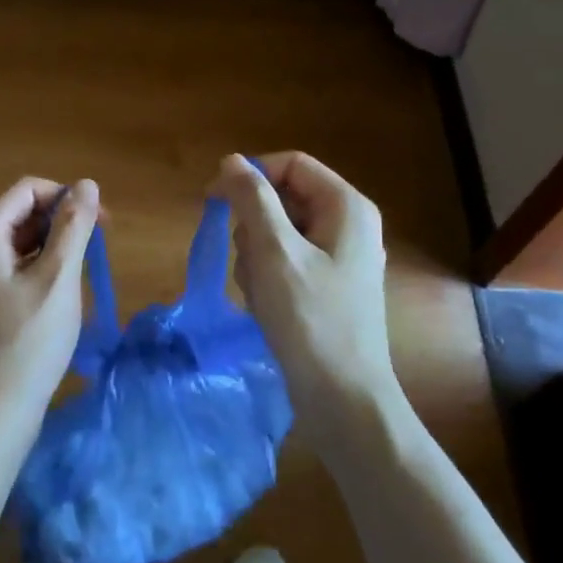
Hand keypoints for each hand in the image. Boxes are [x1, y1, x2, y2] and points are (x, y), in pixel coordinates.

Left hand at [0, 176, 99, 434]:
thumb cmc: (28, 342)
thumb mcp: (58, 279)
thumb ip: (73, 228)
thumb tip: (87, 183)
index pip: (27, 190)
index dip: (65, 197)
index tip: (99, 222)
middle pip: (22, 215)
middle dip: (62, 223)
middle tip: (97, 248)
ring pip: (21, 245)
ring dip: (55, 248)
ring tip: (83, 274)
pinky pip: (16, 271)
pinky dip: (42, 271)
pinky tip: (63, 297)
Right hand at [212, 152, 404, 446]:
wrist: (343, 401)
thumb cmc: (309, 320)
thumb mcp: (274, 252)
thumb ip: (251, 199)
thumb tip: (231, 161)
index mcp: (346, 207)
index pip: (290, 164)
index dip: (250, 175)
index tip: (213, 199)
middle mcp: (348, 224)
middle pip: (283, 198)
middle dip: (253, 226)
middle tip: (248, 261)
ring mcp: (340, 257)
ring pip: (278, 232)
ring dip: (256, 257)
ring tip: (260, 292)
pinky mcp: (328, 286)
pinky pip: (286, 261)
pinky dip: (268, 277)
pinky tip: (267, 307)